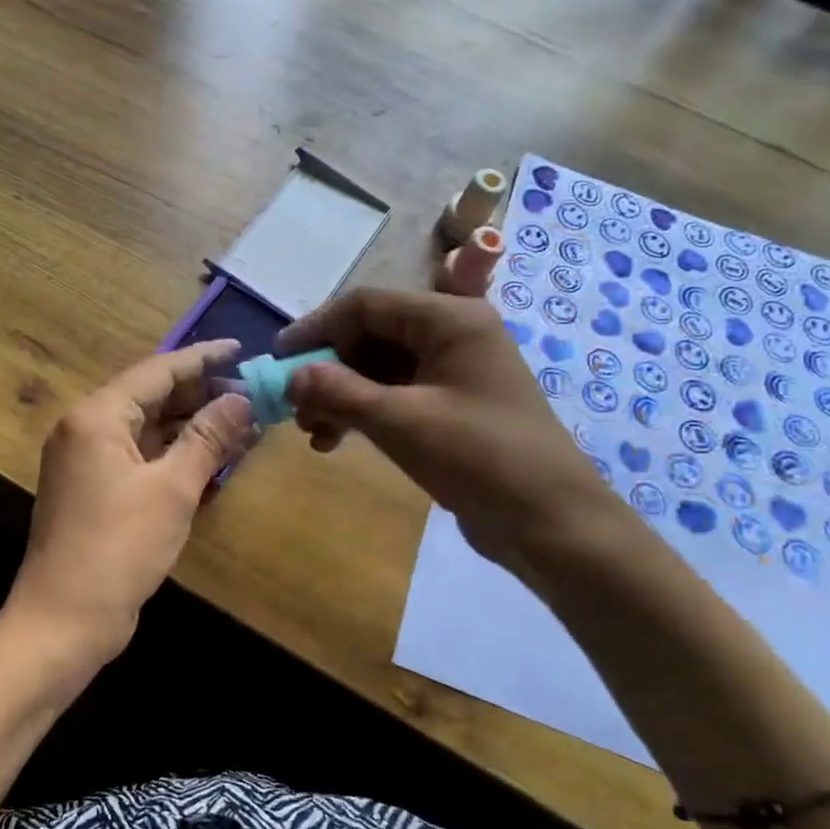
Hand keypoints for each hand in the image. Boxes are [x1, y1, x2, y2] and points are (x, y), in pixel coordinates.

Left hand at [6, 340, 254, 667]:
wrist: (63, 621)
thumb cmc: (117, 548)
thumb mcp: (172, 490)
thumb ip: (208, 438)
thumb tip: (242, 400)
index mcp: (97, 417)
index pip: (156, 370)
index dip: (202, 359)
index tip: (242, 350)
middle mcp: (87, 430)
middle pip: (151, 397)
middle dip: (201, 395)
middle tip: (252, 395)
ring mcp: (89, 463)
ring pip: (149, 429)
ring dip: (192, 427)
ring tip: (243, 424)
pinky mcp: (97, 491)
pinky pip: (142, 458)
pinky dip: (175, 456)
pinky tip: (213, 459)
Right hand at [277, 289, 624, 585]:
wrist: (551, 523)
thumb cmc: (478, 458)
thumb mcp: (400, 421)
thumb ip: (339, 392)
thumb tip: (291, 376)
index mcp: (449, 319)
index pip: (366, 305)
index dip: (316, 329)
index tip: (278, 360)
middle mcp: (452, 334)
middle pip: (371, 335)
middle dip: (328, 370)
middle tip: (297, 409)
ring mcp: (454, 371)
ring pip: (379, 368)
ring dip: (341, 395)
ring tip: (315, 434)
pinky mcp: (452, 405)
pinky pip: (395, 394)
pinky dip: (364, 412)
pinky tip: (339, 441)